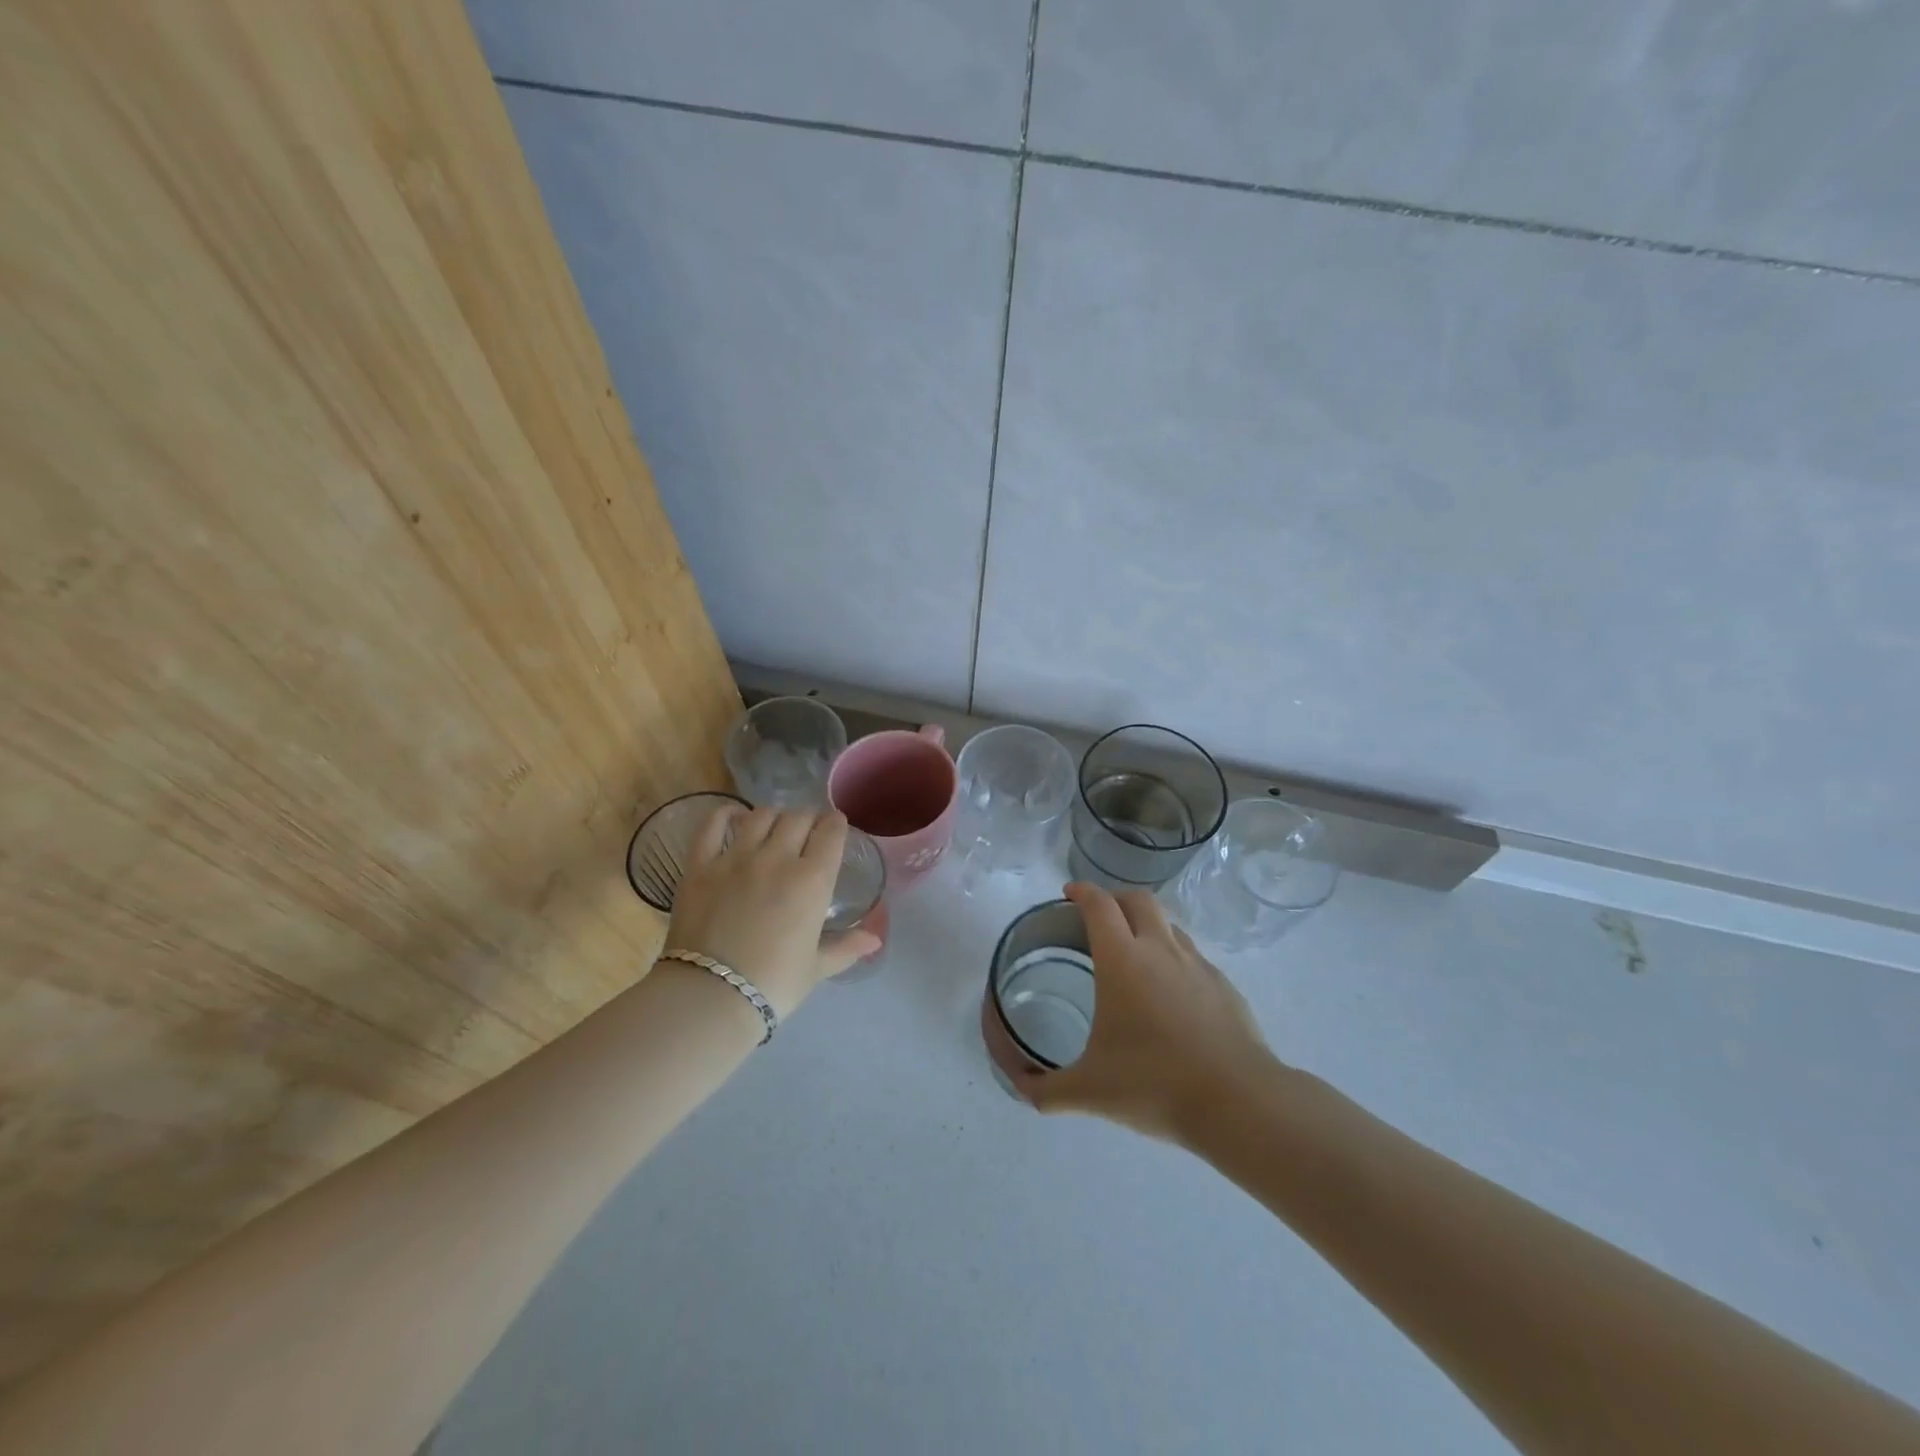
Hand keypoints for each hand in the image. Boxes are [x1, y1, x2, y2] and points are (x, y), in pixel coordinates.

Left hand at [660, 806, 880, 1019]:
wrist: (710, 997)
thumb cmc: (773, 985)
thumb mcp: (816, 968)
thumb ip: (846, 947)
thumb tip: (874, 940)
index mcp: (812, 880)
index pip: (831, 832)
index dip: (836, 824)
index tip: (836, 827)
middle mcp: (777, 858)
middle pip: (798, 818)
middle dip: (808, 819)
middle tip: (808, 831)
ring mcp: (735, 858)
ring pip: (761, 815)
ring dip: (774, 815)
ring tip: (774, 826)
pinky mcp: (700, 865)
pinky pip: (713, 824)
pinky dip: (726, 814)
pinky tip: (734, 816)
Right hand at [1015, 882, 1275, 1142]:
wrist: (1239, 1102)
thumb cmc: (1155, 1084)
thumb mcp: (1089, 1091)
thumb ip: (1045, 1089)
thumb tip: (1020, 1088)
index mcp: (1122, 960)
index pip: (1099, 905)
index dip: (1082, 892)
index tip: (1069, 894)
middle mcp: (1160, 950)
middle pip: (1138, 899)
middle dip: (1115, 899)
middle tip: (1099, 919)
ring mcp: (1198, 965)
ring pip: (1169, 925)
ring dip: (1148, 926)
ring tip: (1134, 954)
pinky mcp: (1224, 986)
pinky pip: (1193, 957)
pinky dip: (1175, 959)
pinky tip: (1171, 996)